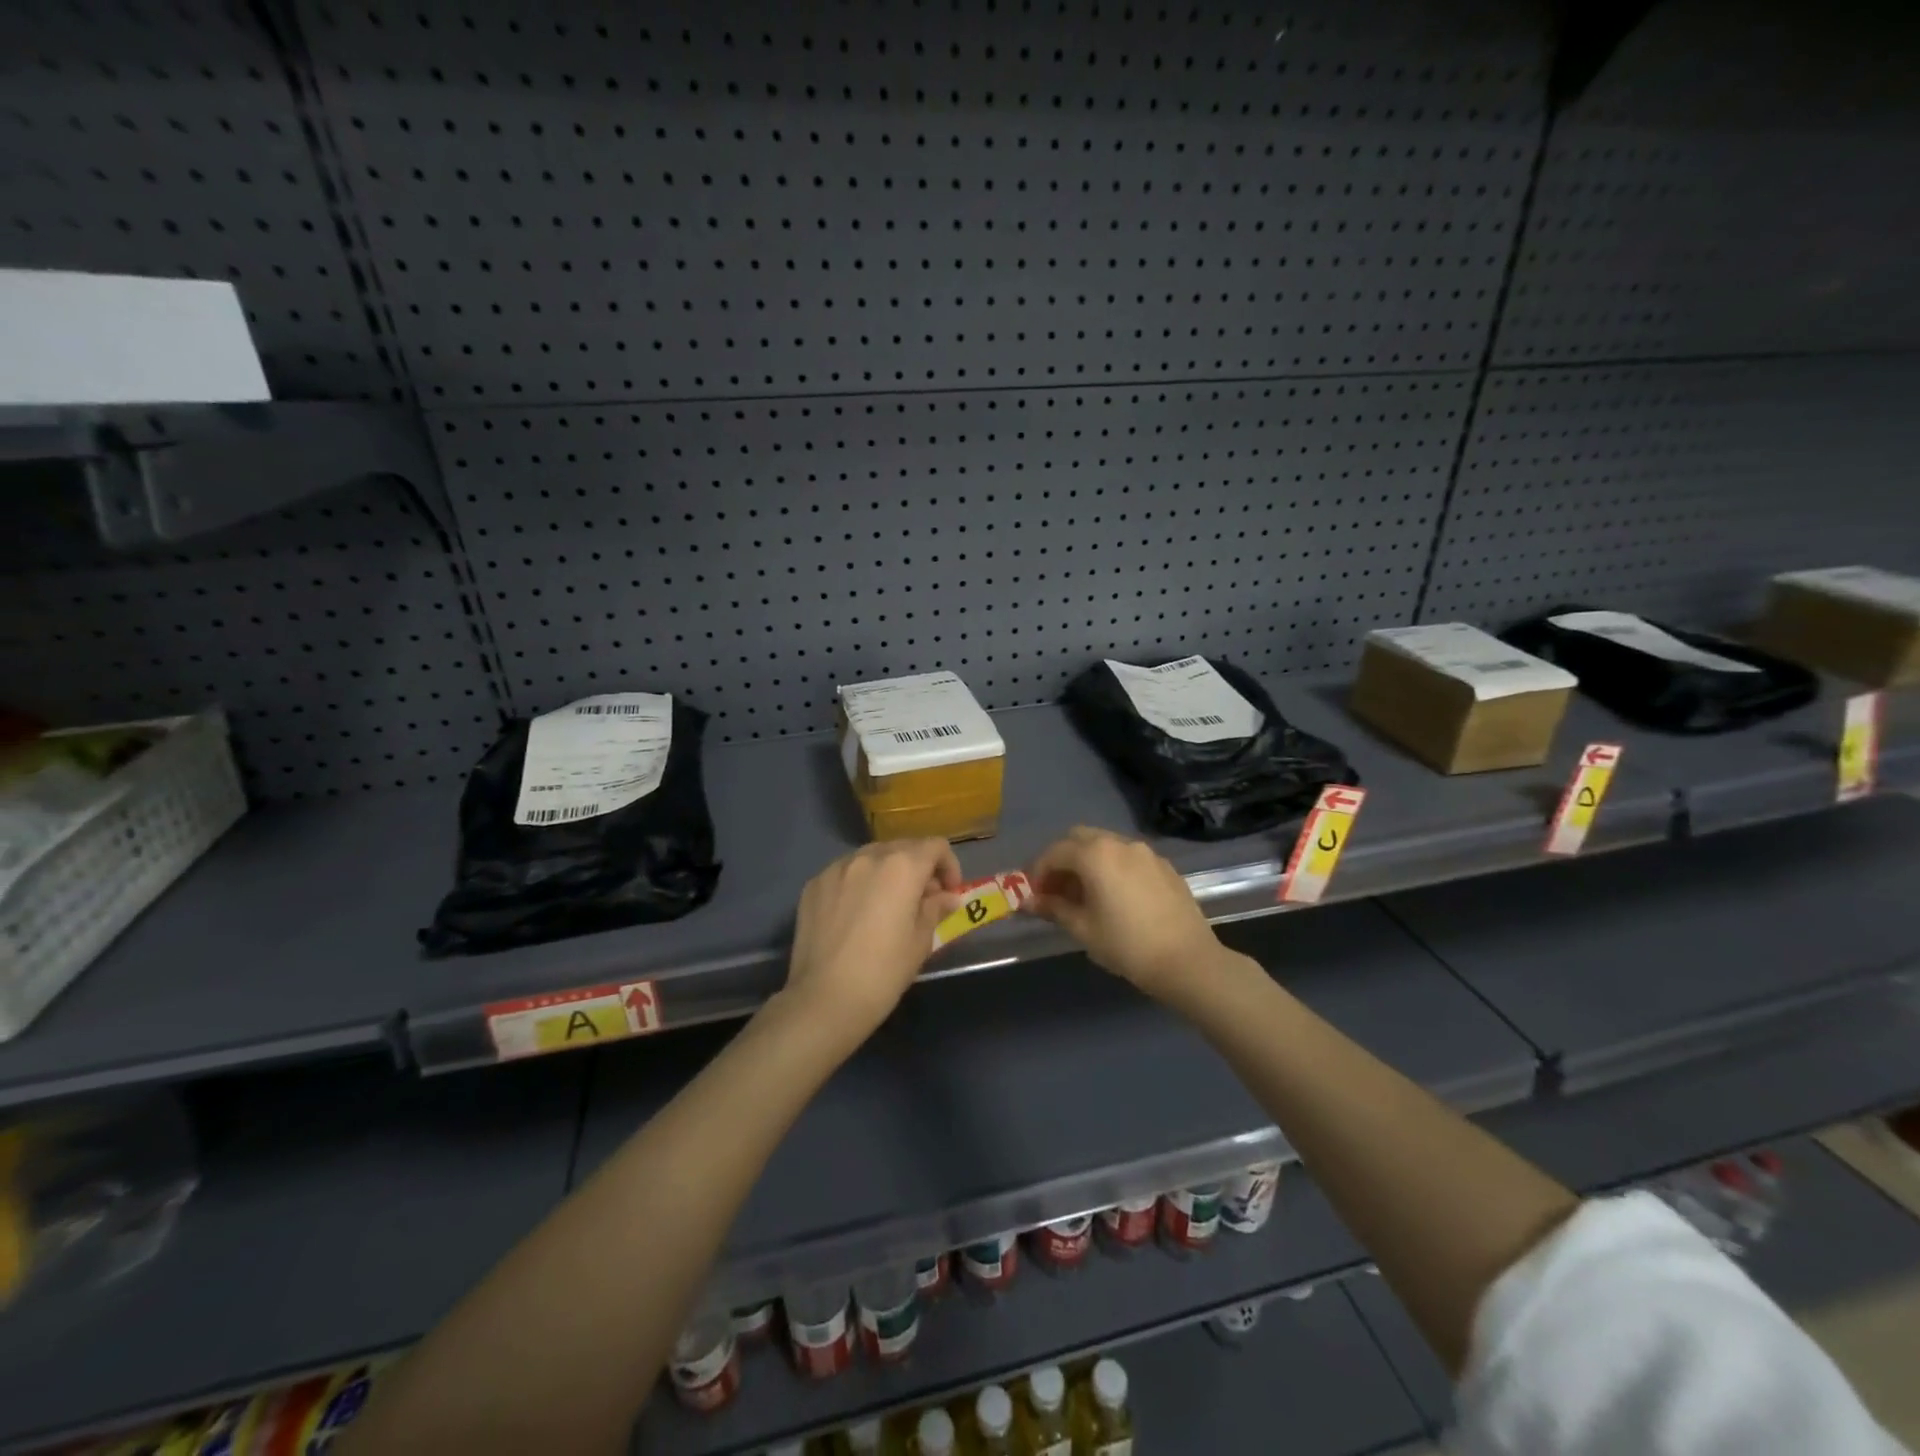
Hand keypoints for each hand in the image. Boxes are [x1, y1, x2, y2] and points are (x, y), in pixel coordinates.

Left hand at [782, 839, 964, 1041]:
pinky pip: (845, 872)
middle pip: (903, 847)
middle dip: (918, 868)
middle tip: (922, 901)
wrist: (824, 999)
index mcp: (902, 866)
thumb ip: (935, 909)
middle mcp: (868, 856)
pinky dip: (859, 883)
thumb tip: (947, 897)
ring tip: (887, 905)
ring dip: (887, 872)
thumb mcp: (920, 941)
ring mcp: (836, 868)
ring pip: (872, 857)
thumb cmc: (883, 972)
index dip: (949, 866)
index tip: (948, 894)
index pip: (935, 846)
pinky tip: (856, 913)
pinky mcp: (814, 884)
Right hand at [1029, 827, 1224, 1002]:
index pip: (1055, 852)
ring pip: (1106, 845)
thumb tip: (1028, 901)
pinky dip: (1113, 867)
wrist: (1187, 961)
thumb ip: (1053, 908)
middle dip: (1063, 859)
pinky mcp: (1165, 866)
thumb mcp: (1083, 928)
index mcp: (1095, 854)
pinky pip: (1129, 858)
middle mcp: (1120, 843)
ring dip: (1088, 862)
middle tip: (1056, 889)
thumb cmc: (1126, 945)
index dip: (1038, 871)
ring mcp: (1146, 852)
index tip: (1033, 894)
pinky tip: (1116, 897)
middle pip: (1080, 838)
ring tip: (1085, 895)